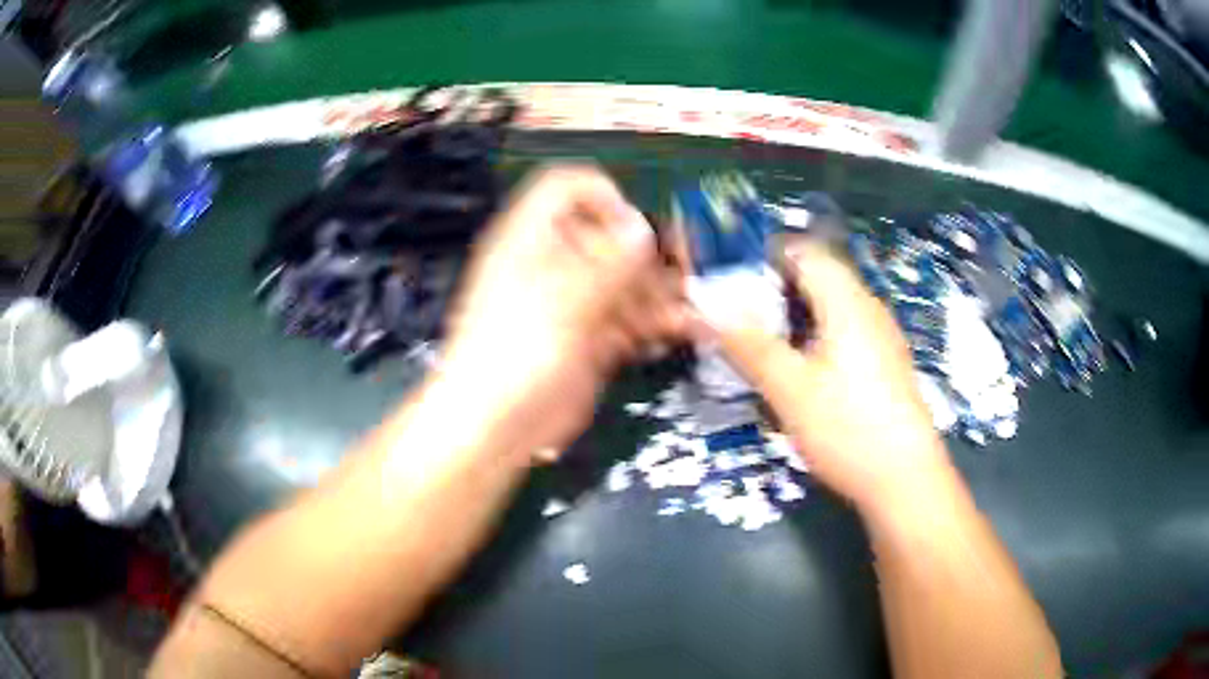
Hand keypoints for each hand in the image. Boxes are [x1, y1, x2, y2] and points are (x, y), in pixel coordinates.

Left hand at [440, 166, 685, 459]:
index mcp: (532, 239)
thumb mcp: (562, 301)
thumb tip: (641, 227)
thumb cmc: (515, 354)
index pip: (568, 189)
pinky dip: (656, 325)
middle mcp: (555, 264)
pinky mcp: (589, 340)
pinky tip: (684, 332)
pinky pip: (629, 321)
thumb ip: (607, 261)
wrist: (494, 426)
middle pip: (608, 238)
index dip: (604, 196)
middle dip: (649, 254)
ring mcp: (574, 304)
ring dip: (662, 294)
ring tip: (696, 311)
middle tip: (686, 274)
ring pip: (625, 282)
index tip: (638, 226)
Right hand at [705, 240, 950, 511]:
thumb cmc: (848, 429)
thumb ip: (748, 345)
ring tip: (761, 340)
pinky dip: (815, 334)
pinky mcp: (884, 363)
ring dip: (794, 313)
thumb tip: (704, 310)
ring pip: (831, 305)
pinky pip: (844, 330)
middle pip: (818, 276)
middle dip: (775, 287)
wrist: (905, 480)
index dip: (764, 254)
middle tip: (737, 313)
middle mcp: (868, 308)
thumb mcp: (790, 389)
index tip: (729, 277)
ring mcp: (881, 336)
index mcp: (847, 302)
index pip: (804, 251)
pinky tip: (800, 369)